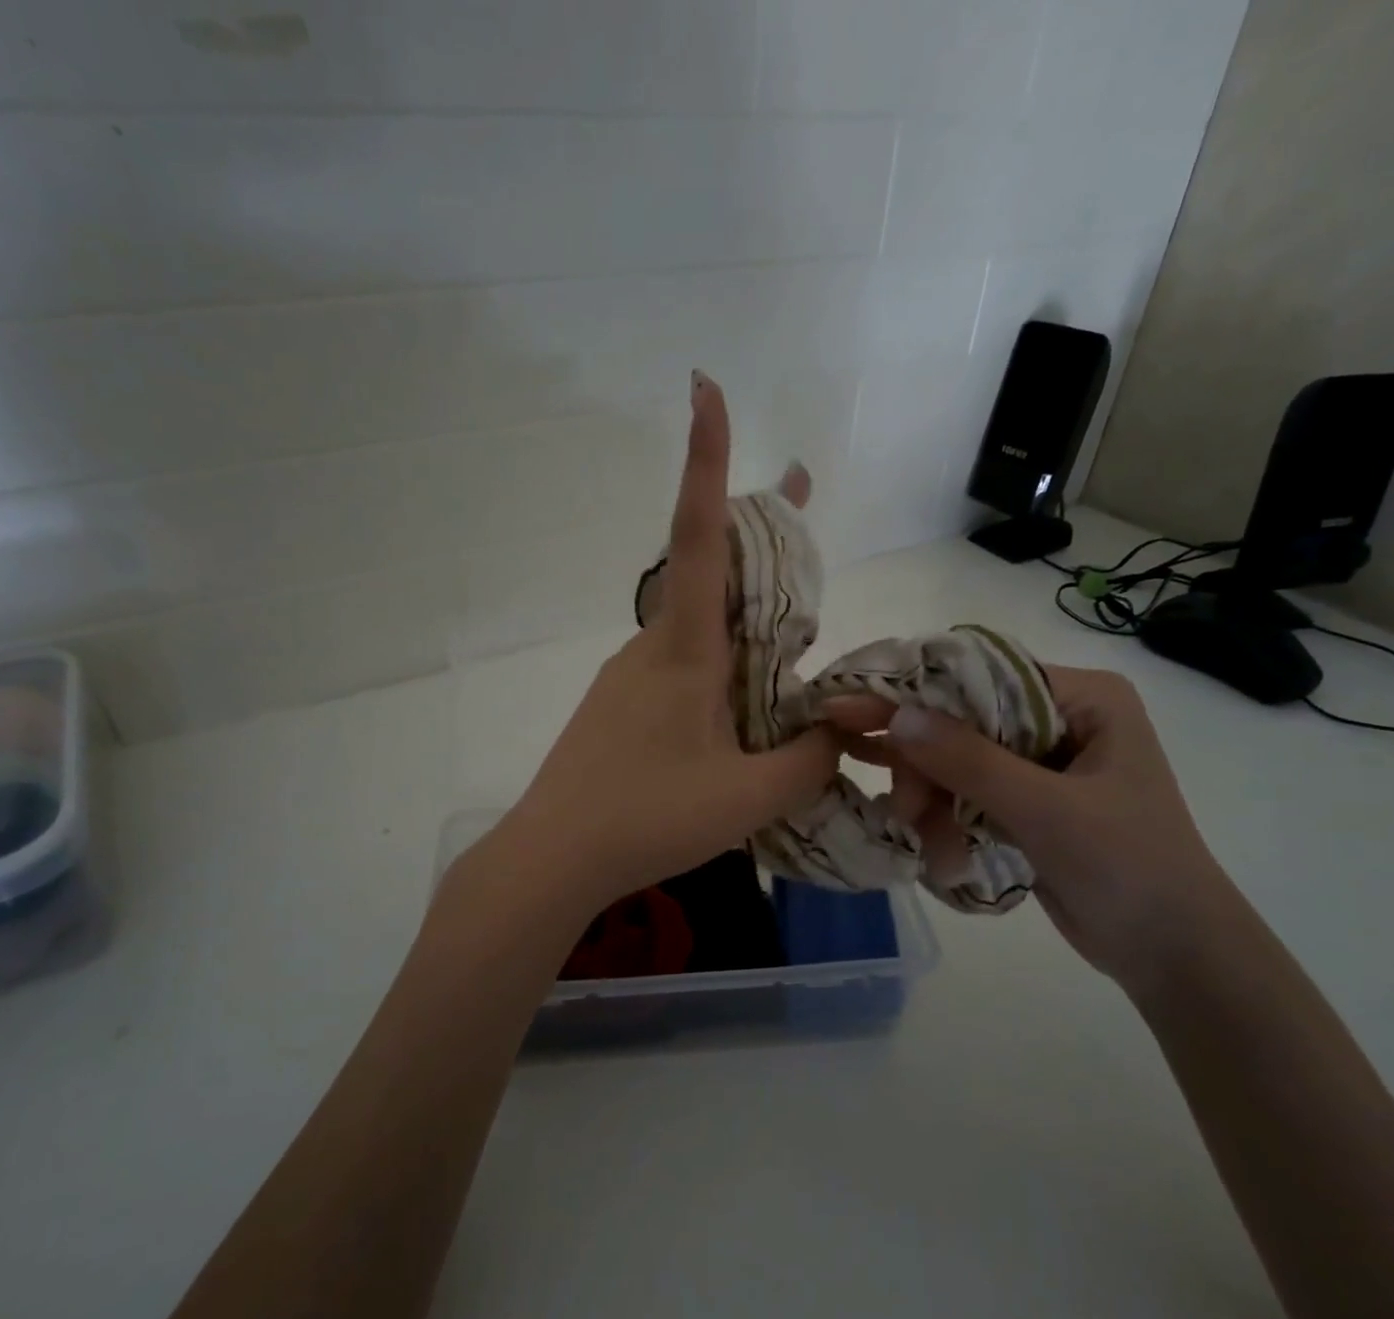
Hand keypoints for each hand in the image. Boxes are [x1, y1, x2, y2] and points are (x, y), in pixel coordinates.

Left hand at [492, 372, 840, 907]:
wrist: (553, 856)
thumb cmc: (648, 818)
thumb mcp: (750, 796)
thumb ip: (810, 759)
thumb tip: (840, 732)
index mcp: (683, 650)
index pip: (699, 536)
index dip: (706, 460)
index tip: (703, 388)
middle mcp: (654, 647)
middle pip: (711, 573)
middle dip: (761, 534)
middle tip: (801, 497)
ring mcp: (631, 676)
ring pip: (700, 629)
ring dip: (746, 614)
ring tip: (799, 630)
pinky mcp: (621, 707)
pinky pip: (683, 669)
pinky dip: (723, 665)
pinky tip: (743, 711)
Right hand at [827, 667, 1247, 990]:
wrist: (1172, 954)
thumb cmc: (1129, 867)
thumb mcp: (1046, 810)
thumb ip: (969, 760)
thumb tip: (896, 714)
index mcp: (1081, 698)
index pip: (980, 675)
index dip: (913, 692)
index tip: (848, 708)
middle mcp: (1058, 719)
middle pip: (960, 722)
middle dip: (926, 768)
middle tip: (903, 811)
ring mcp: (1039, 763)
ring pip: (955, 763)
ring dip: (933, 803)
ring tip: (930, 846)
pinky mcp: (1024, 803)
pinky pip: (964, 795)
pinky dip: (947, 822)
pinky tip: (943, 855)